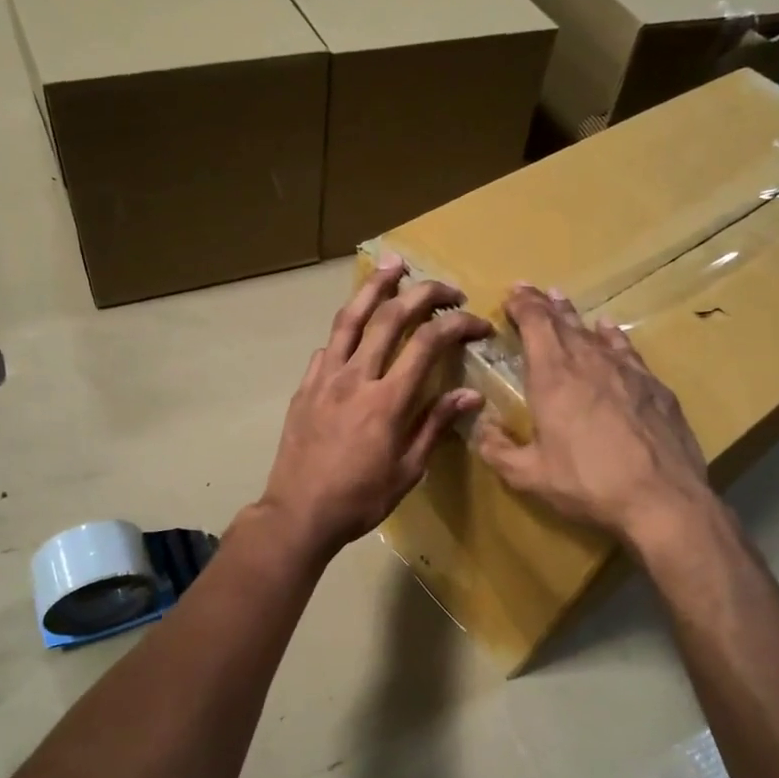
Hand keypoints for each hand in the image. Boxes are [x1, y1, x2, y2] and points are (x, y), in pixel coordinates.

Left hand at [259, 256, 492, 555]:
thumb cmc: (360, 498)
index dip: (457, 324)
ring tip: (393, 265)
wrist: (299, 512)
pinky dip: (347, 328)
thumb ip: (435, 425)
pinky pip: (328, 346)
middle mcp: (355, 377)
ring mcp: (325, 378)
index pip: (428, 343)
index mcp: (386, 400)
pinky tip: (355, 326)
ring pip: (350, 318)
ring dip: (374, 287)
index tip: (479, 323)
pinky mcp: (305, 386)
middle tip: (446, 287)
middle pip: (389, 317)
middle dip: (423, 293)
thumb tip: (470, 396)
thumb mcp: (407, 469)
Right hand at [473, 285, 717, 544]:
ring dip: (576, 316)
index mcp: (553, 379)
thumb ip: (498, 449)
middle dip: (544, 305)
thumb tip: (480, 427)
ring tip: (564, 302)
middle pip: (564, 323)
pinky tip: (611, 331)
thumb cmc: (587, 484)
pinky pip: (627, 350)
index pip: (536, 326)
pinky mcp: (655, 387)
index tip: (513, 293)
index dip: (523, 306)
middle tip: (532, 290)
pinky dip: (613, 336)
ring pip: (595, 333)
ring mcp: (627, 372)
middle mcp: (589, 363)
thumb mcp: (529, 475)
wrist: (661, 499)